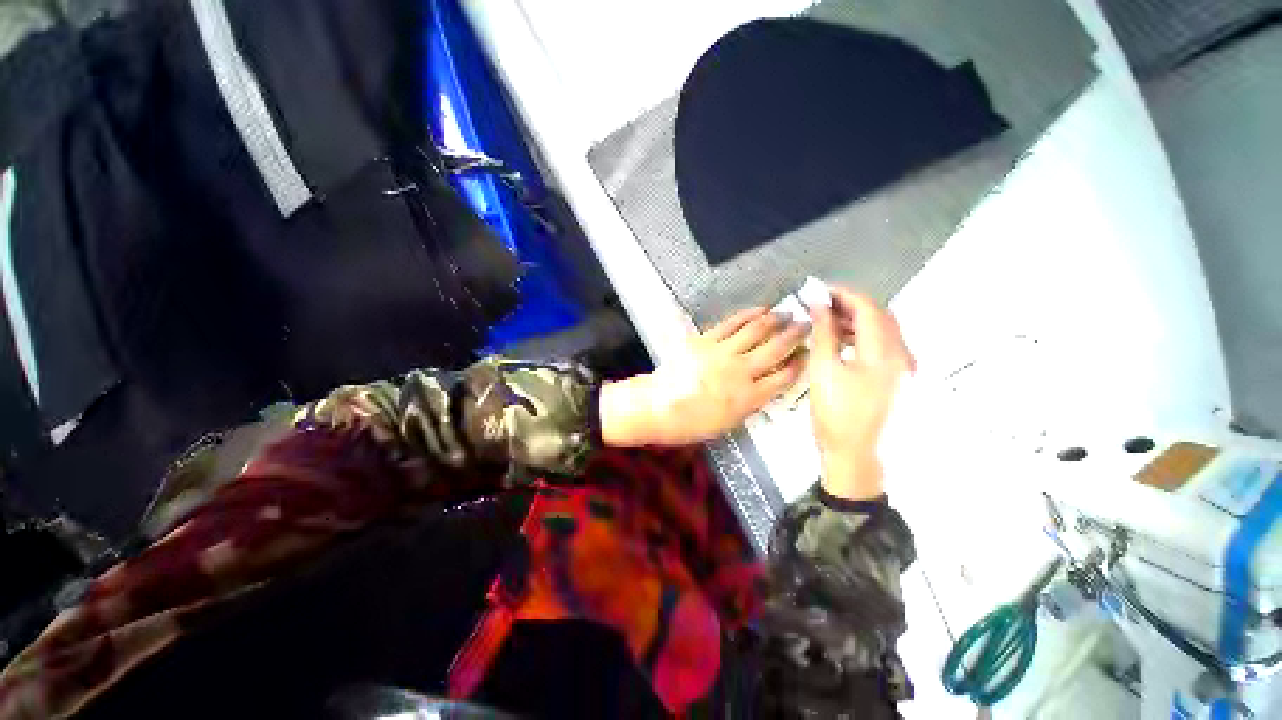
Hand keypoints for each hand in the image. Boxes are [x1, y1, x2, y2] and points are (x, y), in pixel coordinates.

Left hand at [601, 307, 806, 446]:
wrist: (657, 406)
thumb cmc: (692, 422)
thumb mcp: (729, 422)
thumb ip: (751, 402)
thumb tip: (766, 385)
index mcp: (749, 397)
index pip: (784, 377)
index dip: (800, 364)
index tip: (807, 355)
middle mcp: (741, 371)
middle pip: (776, 348)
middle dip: (795, 335)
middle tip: (807, 325)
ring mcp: (723, 352)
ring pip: (757, 331)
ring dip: (775, 320)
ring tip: (788, 314)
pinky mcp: (705, 340)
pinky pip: (731, 323)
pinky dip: (748, 315)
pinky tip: (759, 310)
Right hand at [808, 287, 914, 500]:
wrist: (854, 453)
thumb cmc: (835, 412)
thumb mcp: (823, 370)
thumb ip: (823, 333)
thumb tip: (819, 306)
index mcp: (884, 352)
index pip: (868, 308)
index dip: (844, 294)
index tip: (820, 290)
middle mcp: (901, 355)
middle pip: (880, 316)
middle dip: (851, 304)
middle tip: (822, 304)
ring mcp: (902, 368)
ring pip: (882, 330)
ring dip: (856, 319)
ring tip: (827, 319)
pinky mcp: (896, 378)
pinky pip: (882, 345)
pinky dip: (862, 335)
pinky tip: (842, 340)